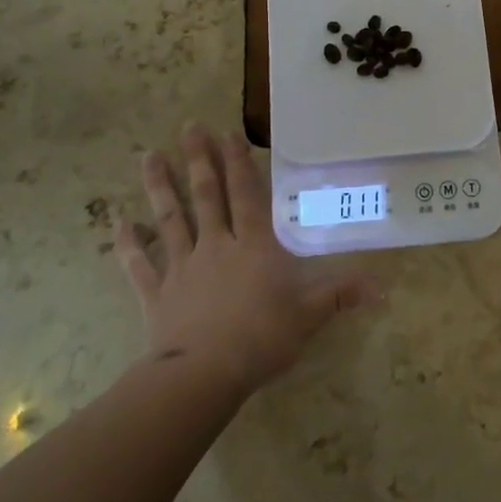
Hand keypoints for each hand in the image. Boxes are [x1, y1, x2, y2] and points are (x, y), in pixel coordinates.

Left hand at [117, 123, 380, 397]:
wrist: (204, 374)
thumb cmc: (262, 338)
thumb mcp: (310, 315)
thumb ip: (341, 294)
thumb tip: (383, 286)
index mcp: (253, 246)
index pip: (246, 194)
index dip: (238, 162)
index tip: (226, 132)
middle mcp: (216, 246)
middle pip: (206, 195)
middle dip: (198, 159)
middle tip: (188, 127)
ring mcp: (182, 267)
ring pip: (170, 218)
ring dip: (159, 187)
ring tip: (148, 156)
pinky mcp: (157, 293)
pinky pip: (139, 264)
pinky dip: (128, 243)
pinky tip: (117, 222)